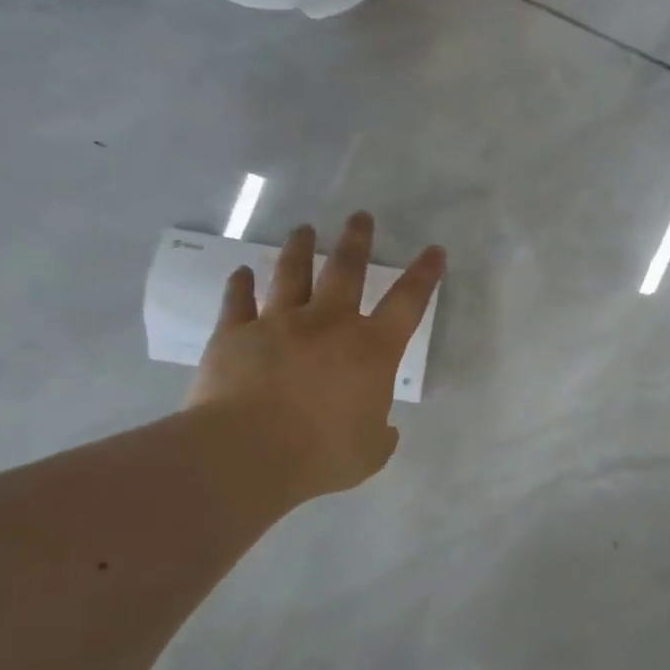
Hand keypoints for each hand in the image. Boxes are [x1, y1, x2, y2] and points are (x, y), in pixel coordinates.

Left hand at [189, 214, 444, 504]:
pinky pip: (238, 302)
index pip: (407, 302)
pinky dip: (239, 285)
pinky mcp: (235, 335)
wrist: (246, 452)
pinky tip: (241, 272)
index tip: (434, 250)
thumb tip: (383, 427)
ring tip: (304, 229)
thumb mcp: (370, 452)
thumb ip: (381, 435)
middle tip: (360, 216)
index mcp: (371, 349)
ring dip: (300, 249)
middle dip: (356, 241)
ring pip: (291, 274)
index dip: (424, 275)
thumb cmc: (321, 453)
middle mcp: (328, 324)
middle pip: (346, 271)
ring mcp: (279, 323)